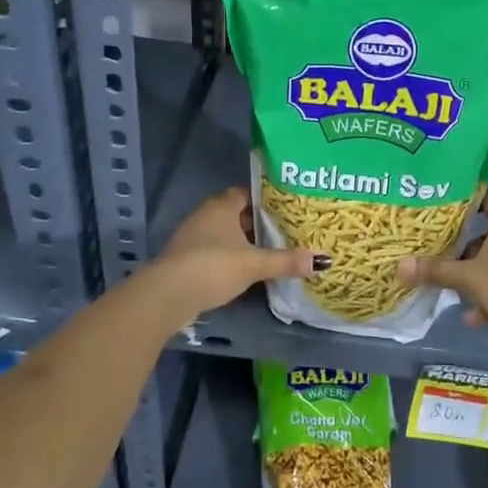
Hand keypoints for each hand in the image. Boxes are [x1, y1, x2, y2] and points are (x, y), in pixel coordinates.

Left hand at [140, 188, 315, 324]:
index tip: (287, 208)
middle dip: (258, 222)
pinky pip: (216, 251)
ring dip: (244, 242)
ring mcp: (193, 237)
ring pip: (226, 234)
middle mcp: (206, 215)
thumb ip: (285, 261)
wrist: (167, 295)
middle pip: (237, 214)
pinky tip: (247, 270)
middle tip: (286, 230)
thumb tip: (321, 260)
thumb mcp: (254, 264)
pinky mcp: (187, 259)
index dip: (266, 199)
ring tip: (271, 251)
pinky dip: (231, 257)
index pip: (247, 192)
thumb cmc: (212, 267)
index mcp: (222, 206)